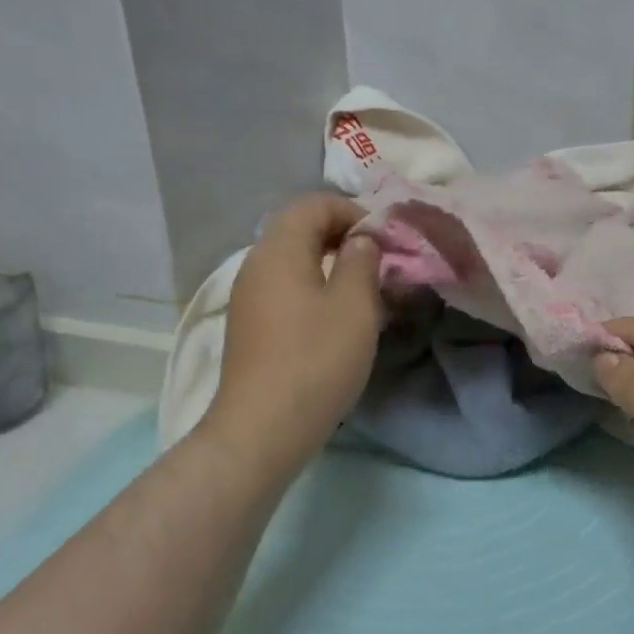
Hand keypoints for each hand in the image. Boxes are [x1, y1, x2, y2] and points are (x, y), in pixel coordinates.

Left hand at [202, 194, 383, 478]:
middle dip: (344, 237)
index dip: (353, 211)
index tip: (384, 240)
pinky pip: (287, 289)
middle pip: (300, 229)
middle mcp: (257, 265)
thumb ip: (362, 260)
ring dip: (332, 266)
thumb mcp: (354, 305)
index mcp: (279, 250)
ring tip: (366, 292)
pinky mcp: (251, 326)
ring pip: (295, 262)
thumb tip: (361, 240)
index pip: (313, 203)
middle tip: (380, 263)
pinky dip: (316, 290)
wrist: (262, 429)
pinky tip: (339, 320)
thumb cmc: (316, 360)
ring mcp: (250, 297)